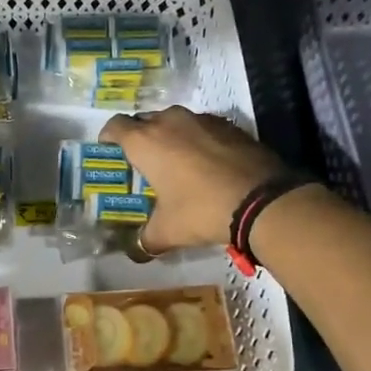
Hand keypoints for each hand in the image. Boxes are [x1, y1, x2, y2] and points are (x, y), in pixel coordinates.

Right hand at [100, 106, 287, 254]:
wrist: (262, 200)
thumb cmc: (201, 210)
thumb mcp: (167, 231)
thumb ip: (147, 238)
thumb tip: (138, 250)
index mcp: (145, 142)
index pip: (115, 127)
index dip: (108, 137)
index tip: (109, 149)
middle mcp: (170, 122)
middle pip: (145, 120)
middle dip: (140, 136)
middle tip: (142, 161)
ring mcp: (202, 120)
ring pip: (175, 121)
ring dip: (170, 136)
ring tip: (175, 161)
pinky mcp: (230, 125)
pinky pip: (203, 128)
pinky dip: (198, 140)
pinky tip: (206, 163)